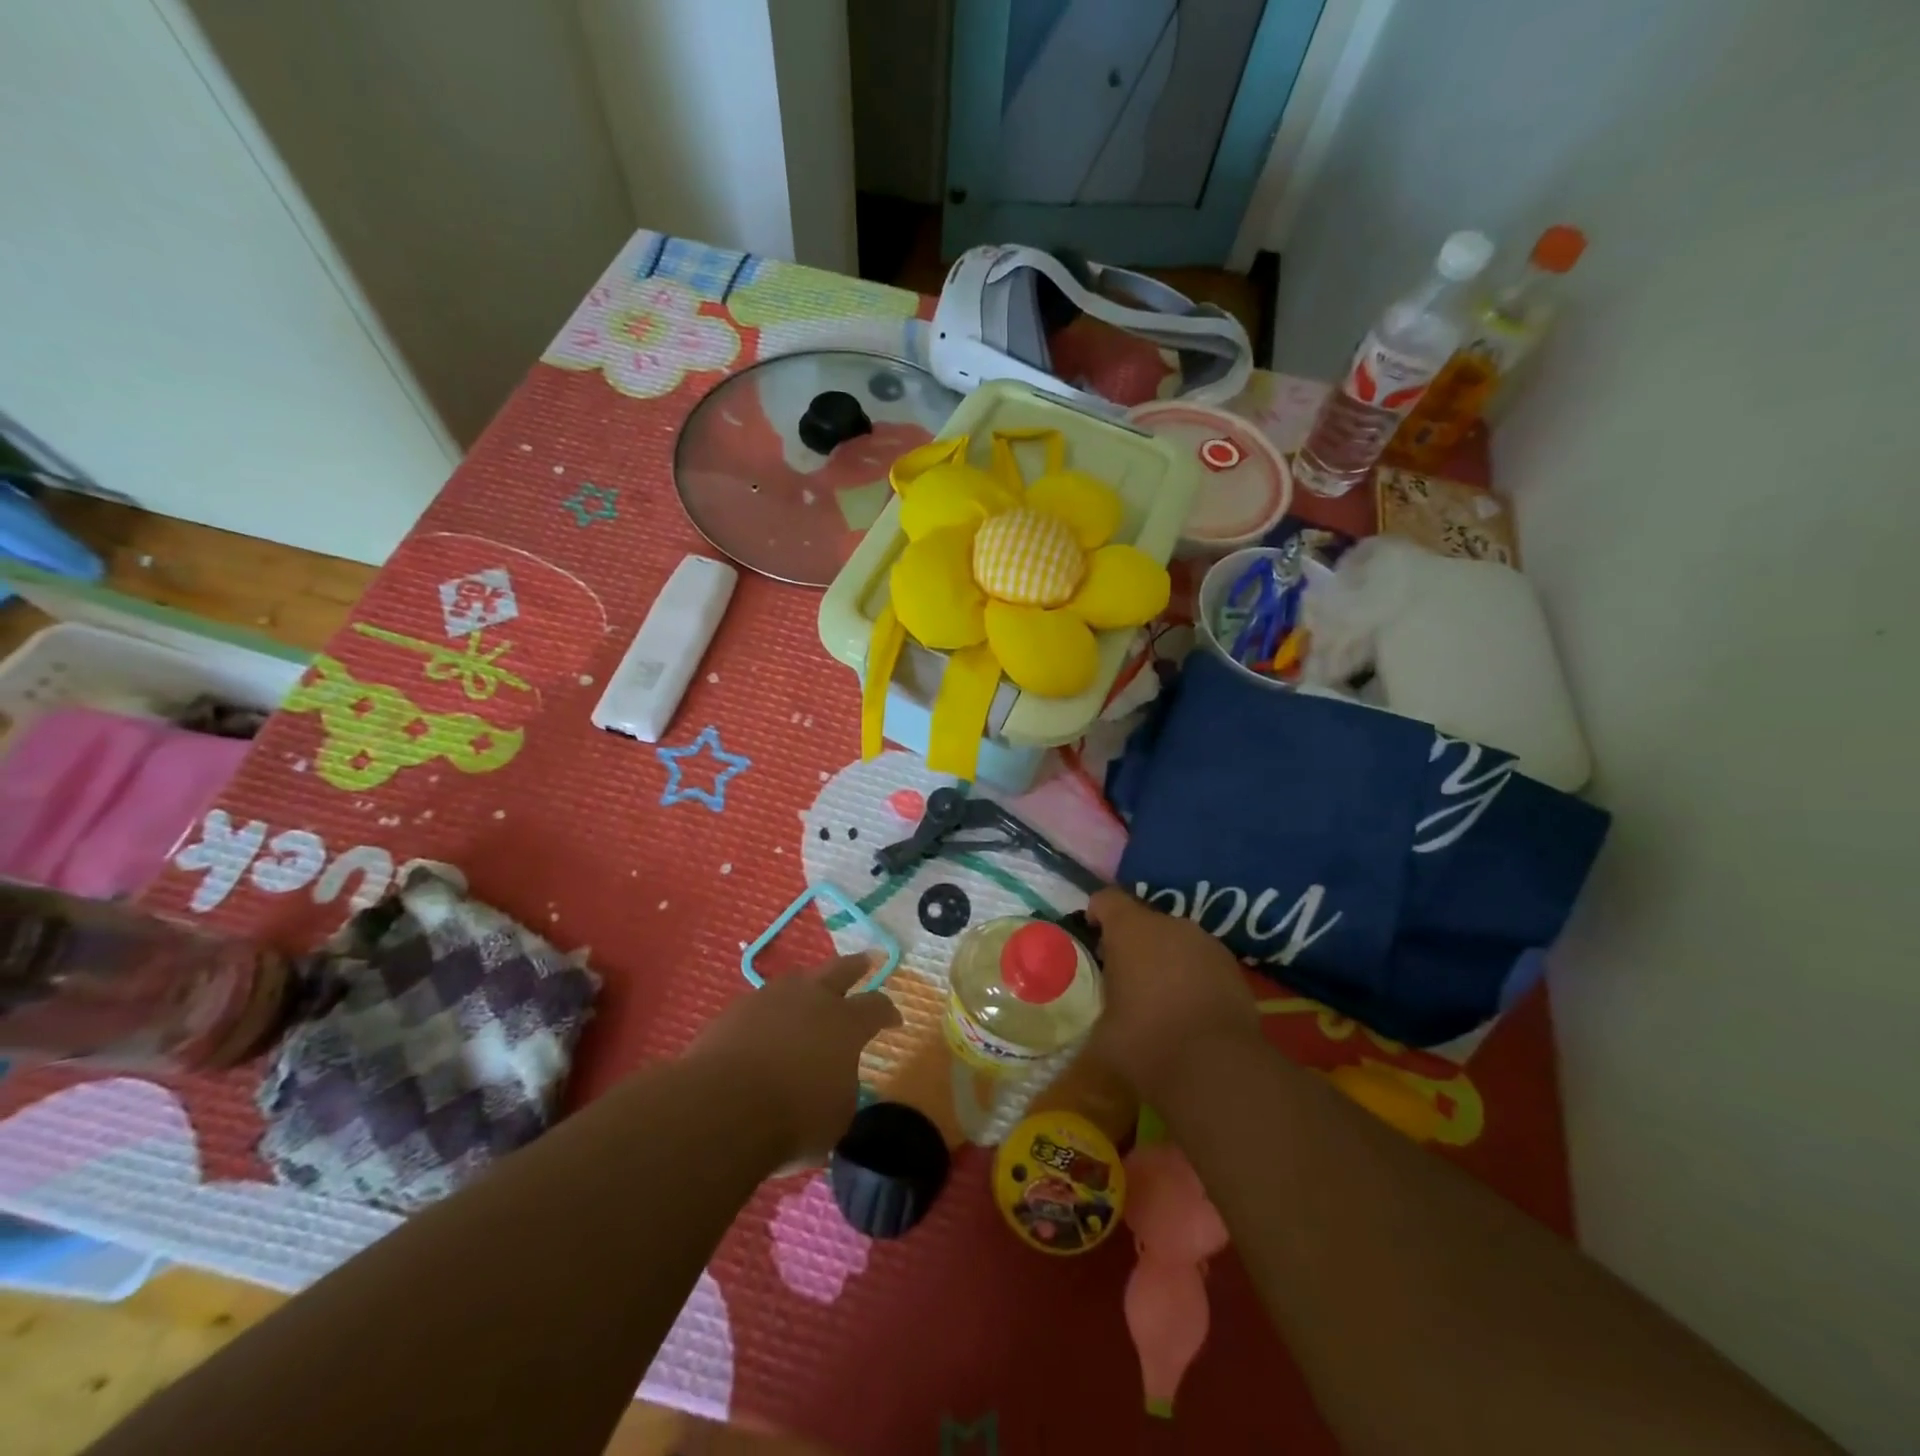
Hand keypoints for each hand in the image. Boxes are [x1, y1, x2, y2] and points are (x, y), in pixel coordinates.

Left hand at [686, 953, 902, 1163]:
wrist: (721, 1107)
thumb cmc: (793, 1118)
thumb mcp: (836, 1118)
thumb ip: (841, 1091)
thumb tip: (833, 1084)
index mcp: (846, 1023)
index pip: (876, 1007)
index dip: (888, 1012)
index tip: (894, 1019)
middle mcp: (813, 999)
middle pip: (840, 970)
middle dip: (856, 966)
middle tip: (866, 960)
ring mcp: (771, 999)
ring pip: (797, 980)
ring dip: (808, 985)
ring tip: (809, 991)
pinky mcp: (736, 1010)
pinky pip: (761, 1003)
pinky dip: (770, 1013)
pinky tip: (765, 1026)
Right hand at [1087, 888, 1261, 1097]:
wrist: (1218, 1069)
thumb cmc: (1146, 1041)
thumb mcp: (1103, 1030)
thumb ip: (1103, 1005)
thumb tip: (1105, 1012)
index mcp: (1132, 930)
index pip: (1108, 899)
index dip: (1097, 912)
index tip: (1092, 934)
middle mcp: (1171, 925)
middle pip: (1145, 921)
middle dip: (1133, 943)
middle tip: (1123, 976)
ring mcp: (1207, 944)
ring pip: (1176, 941)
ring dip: (1165, 959)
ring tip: (1159, 996)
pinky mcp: (1234, 969)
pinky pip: (1201, 962)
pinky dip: (1192, 976)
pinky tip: (1189, 1010)